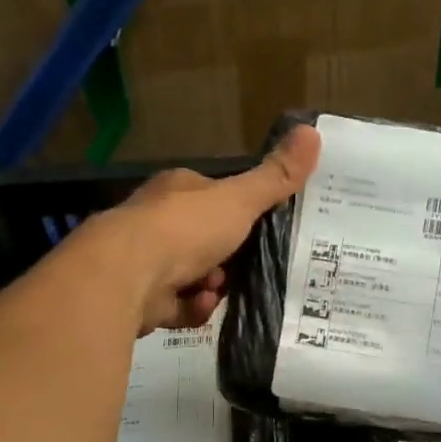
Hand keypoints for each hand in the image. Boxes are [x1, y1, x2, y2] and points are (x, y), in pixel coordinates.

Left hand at [87, 125, 321, 333]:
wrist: (126, 276)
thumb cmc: (185, 229)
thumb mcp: (240, 200)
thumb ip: (276, 177)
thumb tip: (314, 132)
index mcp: (178, 190)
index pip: (214, 196)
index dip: (239, 213)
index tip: (262, 230)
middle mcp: (157, 222)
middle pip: (205, 240)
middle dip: (228, 258)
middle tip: (246, 267)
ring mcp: (146, 261)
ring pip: (194, 277)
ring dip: (212, 287)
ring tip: (217, 290)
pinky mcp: (141, 298)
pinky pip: (179, 306)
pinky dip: (192, 308)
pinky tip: (197, 306)